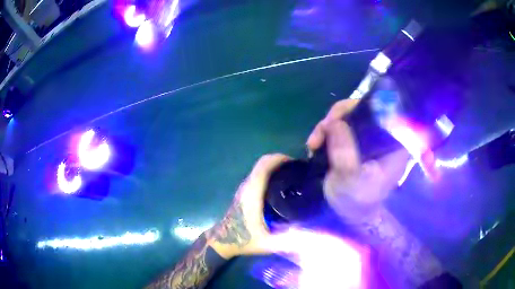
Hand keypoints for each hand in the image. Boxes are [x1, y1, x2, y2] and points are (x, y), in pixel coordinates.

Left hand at [207, 154, 290, 258]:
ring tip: (293, 177)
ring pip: (259, 168)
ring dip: (275, 167)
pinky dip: (270, 173)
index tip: (298, 164)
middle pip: (263, 163)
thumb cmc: (244, 241)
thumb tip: (316, 237)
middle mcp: (247, 186)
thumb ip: (291, 240)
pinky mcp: (243, 192)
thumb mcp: (269, 243)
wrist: (223, 241)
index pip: (264, 165)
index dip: (280, 159)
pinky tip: (281, 187)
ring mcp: (243, 188)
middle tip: (299, 171)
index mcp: (252, 193)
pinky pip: (258, 175)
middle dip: (281, 161)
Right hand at [306, 99, 410, 220]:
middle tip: (323, 129)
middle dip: (340, 115)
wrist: (345, 212)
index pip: (387, 112)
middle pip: (365, 108)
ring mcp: (368, 135)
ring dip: (329, 124)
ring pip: (350, 114)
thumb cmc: (355, 200)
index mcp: (394, 146)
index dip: (365, 107)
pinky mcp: (355, 138)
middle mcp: (384, 136)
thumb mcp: (351, 180)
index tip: (342, 117)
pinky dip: (326, 130)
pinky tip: (315, 143)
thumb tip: (335, 122)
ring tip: (314, 142)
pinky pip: (340, 123)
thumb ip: (345, 153)